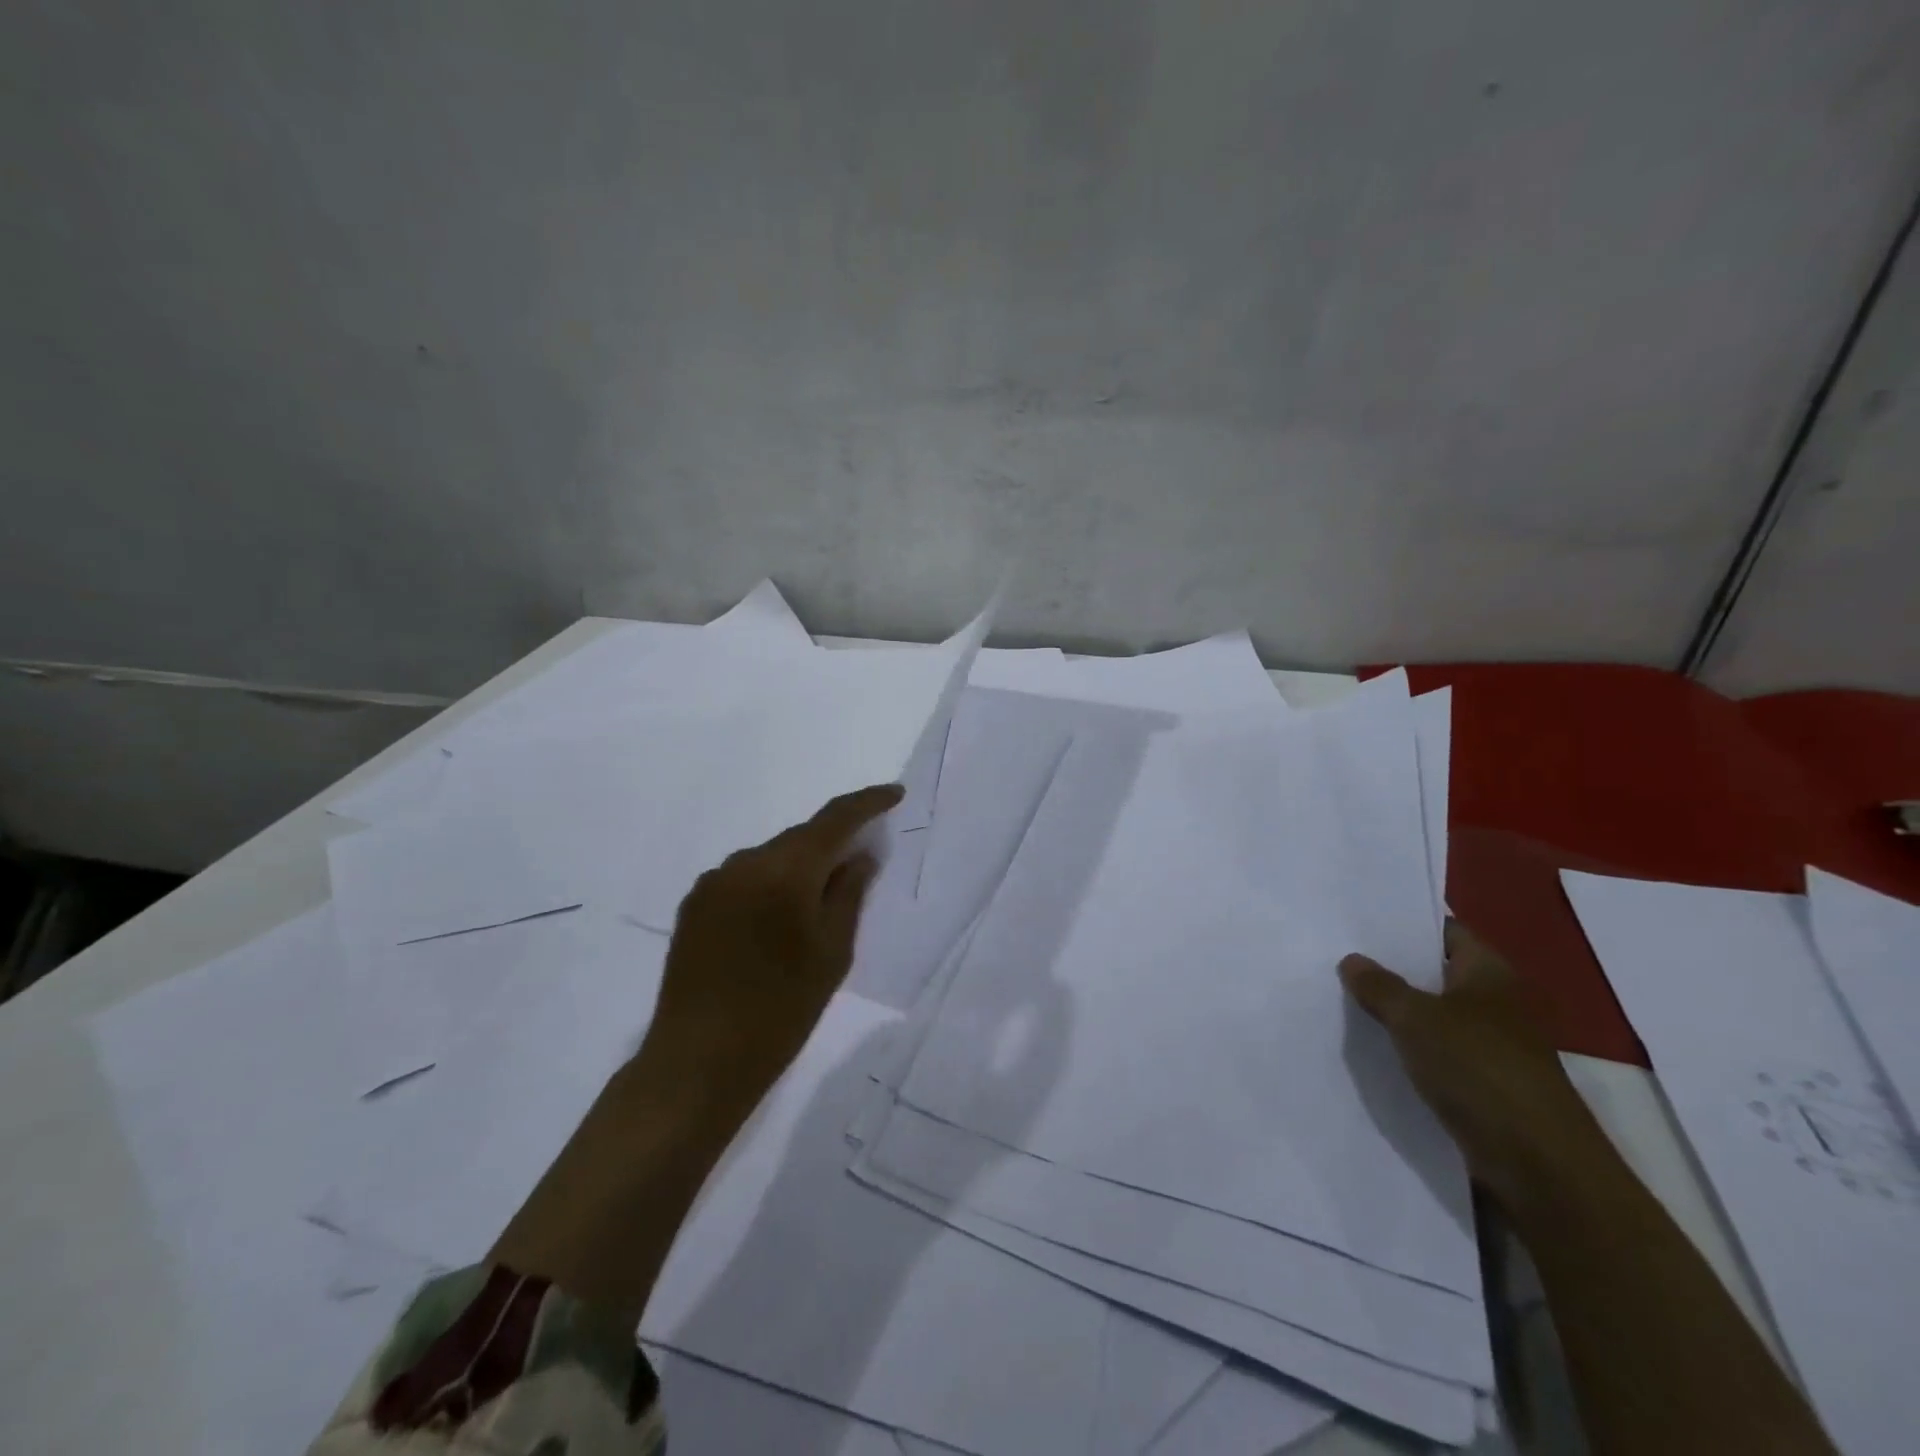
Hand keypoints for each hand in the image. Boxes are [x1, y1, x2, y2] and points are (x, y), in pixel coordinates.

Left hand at [490, 783, 902, 1319]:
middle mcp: (743, 862)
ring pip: (771, 857)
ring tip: (818, 902)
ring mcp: (712, 882)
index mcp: (784, 871)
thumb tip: (860, 855)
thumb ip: (849, 893)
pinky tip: (778, 918)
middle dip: (834, 841)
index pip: (834, 819)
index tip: (893, 794)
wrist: (697, 1062)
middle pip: (800, 837)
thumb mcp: (833, 953)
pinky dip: (771, 883)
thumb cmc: (780, 1011)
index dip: (867, 802)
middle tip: (862, 860)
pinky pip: (745, 877)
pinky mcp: (693, 904)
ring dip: (799, 866)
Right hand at [1340, 920, 1609, 1209]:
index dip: (1405, 924)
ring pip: (1433, 1016)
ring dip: (1398, 1012)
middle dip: (1392, 968)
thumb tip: (1352, 960)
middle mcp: (1495, 1003)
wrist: (1537, 1164)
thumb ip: (1380, 986)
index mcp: (1489, 973)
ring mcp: (1492, 1046)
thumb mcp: (1416, 1018)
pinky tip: (1370, 1046)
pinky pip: (1436, 1053)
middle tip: (1338, 955)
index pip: (1445, 931)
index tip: (1359, 920)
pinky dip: (1408, 1048)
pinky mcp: (1484, 1085)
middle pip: (1436, 973)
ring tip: (1342, 997)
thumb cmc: (1479, 1069)